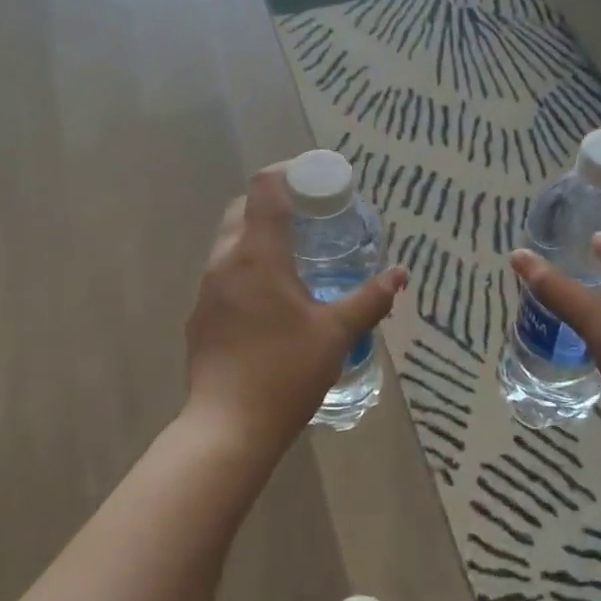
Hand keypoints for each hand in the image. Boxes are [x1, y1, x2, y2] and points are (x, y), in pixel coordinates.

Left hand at [185, 164, 407, 450]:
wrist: (228, 428)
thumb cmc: (285, 372)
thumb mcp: (336, 333)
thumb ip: (370, 299)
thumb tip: (400, 274)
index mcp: (257, 255)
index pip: (264, 188)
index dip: (289, 173)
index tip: (317, 181)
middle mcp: (225, 262)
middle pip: (243, 209)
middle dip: (275, 202)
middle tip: (311, 218)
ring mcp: (206, 290)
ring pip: (230, 242)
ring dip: (259, 236)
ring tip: (295, 256)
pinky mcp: (200, 317)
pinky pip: (224, 274)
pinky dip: (247, 267)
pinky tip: (271, 298)